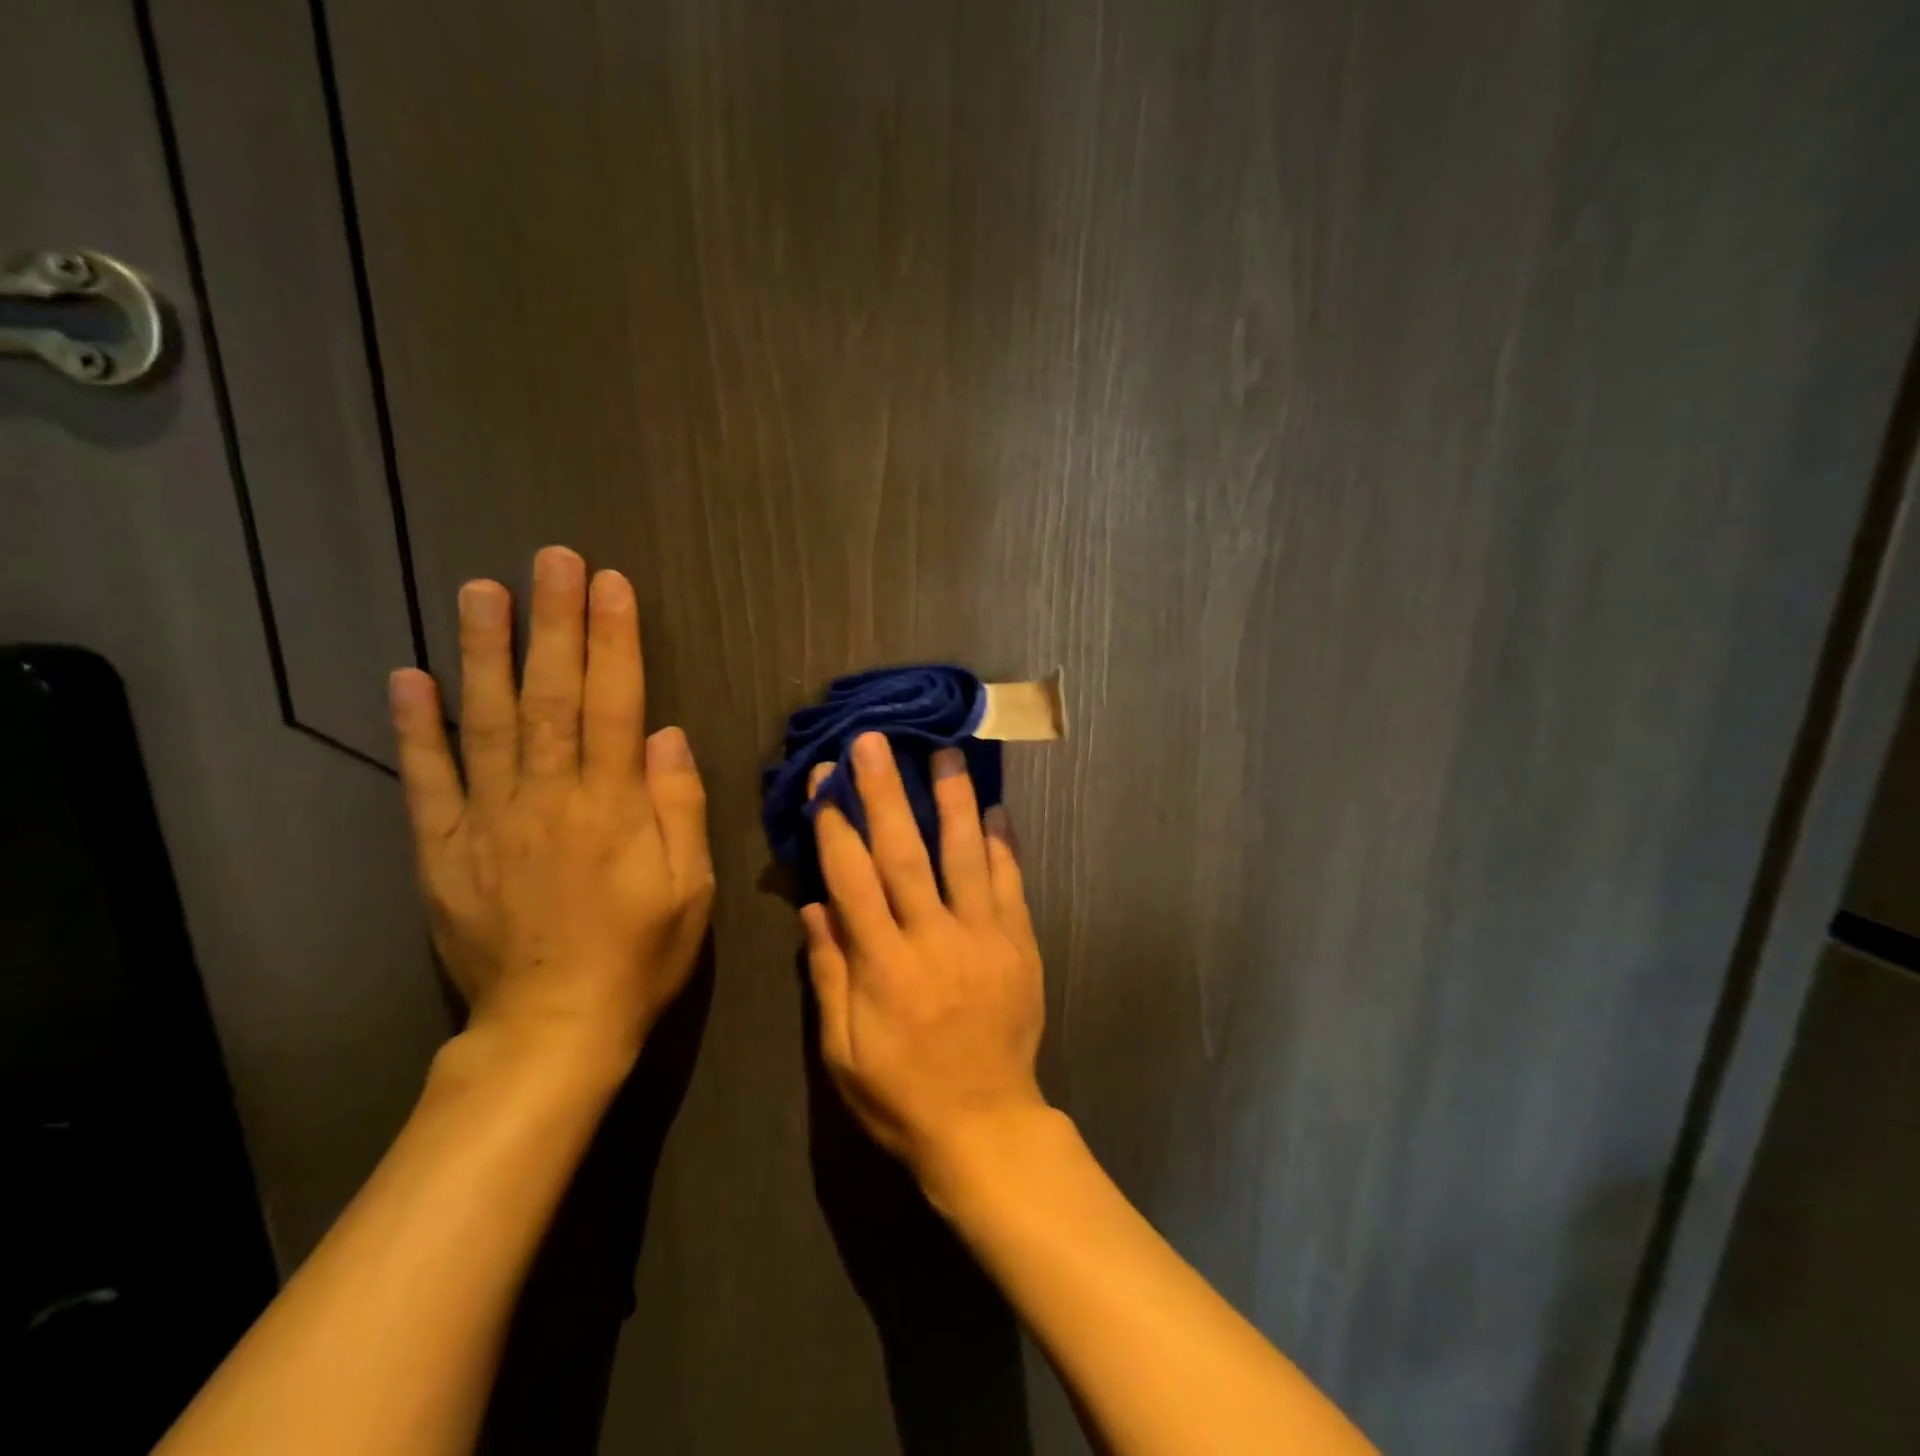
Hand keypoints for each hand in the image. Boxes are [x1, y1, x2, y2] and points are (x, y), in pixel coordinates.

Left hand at [388, 546, 712, 1064]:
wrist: (553, 1028)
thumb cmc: (639, 955)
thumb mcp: (689, 889)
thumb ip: (679, 808)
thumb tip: (669, 736)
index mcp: (613, 807)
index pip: (617, 705)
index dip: (615, 641)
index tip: (611, 584)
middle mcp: (548, 798)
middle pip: (552, 697)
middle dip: (555, 623)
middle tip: (551, 559)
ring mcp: (489, 821)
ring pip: (487, 722)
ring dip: (485, 652)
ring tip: (482, 590)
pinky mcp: (443, 850)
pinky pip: (428, 781)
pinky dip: (416, 728)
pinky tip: (408, 677)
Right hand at [801, 732, 1046, 1191]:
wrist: (986, 1127)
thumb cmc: (901, 1095)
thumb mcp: (843, 1051)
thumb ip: (828, 974)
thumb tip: (814, 907)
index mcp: (883, 965)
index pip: (852, 878)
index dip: (836, 825)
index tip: (826, 781)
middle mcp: (933, 939)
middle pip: (905, 853)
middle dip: (886, 792)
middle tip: (875, 742)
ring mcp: (984, 938)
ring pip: (966, 856)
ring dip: (953, 800)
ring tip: (947, 753)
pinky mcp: (1020, 945)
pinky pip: (1012, 885)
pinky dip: (1004, 845)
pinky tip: (997, 809)